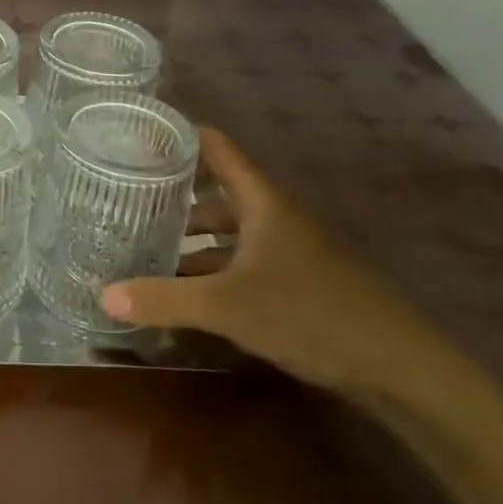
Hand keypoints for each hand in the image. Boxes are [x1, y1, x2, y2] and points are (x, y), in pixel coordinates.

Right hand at [101, 127, 446, 396]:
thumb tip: (103, 295)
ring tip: (145, 244)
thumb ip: (165, 298)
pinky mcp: (295, 281)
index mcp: (261, 201)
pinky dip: (211, 267)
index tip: (134, 138)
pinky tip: (185, 288)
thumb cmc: (310, 314)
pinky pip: (241, 260)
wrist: (399, 367)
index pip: (214, 147)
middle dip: (173, 192)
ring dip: (191, 235)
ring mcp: (287, 249)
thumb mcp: (228, 306)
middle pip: (216, 189)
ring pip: (228, 229)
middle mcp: (273, 216)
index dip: (177, 136)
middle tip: (126, 197)